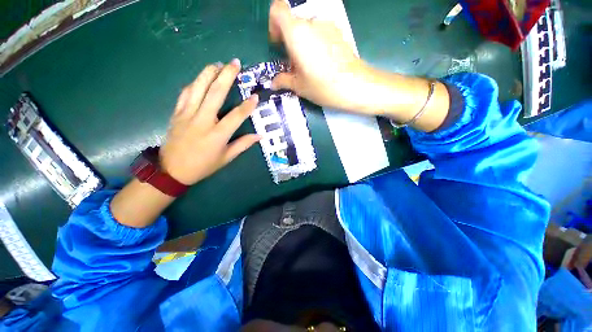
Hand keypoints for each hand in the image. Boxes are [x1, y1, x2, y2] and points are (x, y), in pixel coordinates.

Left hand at [160, 59, 259, 185]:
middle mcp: (202, 121)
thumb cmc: (203, 166)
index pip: (236, 116)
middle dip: (226, 76)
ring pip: (198, 88)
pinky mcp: (177, 113)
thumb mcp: (226, 158)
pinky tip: (201, 78)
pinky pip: (185, 93)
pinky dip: (194, 83)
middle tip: (235, 63)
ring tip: (218, 64)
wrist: (172, 171)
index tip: (255, 96)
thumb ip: (243, 145)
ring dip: (208, 73)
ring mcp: (187, 115)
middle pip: (215, 93)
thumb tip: (260, 136)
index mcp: (217, 135)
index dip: (247, 106)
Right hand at [268, 0, 368, 111]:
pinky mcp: (339, 33)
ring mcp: (327, 26)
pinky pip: (321, 33)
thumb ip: (283, 80)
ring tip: (309, 66)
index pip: (278, 10)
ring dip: (304, 44)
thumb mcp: (299, 86)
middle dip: (289, 40)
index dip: (273, 24)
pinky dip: (316, 44)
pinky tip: (322, 63)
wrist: (354, 85)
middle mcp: (311, 23)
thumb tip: (273, 83)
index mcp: (296, 33)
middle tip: (293, 63)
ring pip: (308, 29)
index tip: (277, 43)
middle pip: (294, 23)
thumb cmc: (322, 86)